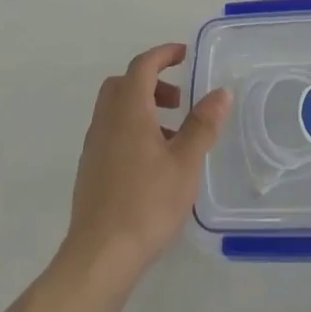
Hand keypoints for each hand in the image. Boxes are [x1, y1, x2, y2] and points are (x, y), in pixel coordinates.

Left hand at [62, 43, 232, 290]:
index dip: (163, 54)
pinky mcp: (90, 171)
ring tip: (173, 136)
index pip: (142, 66)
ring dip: (143, 108)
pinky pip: (111, 133)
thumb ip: (203, 124)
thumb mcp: (185, 163)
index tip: (185, 55)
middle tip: (179, 99)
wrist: (99, 257)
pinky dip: (132, 130)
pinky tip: (153, 163)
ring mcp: (94, 147)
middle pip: (124, 84)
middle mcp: (106, 121)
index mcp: (128, 111)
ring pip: (116, 110)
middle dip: (152, 81)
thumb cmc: (146, 203)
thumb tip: (220, 92)